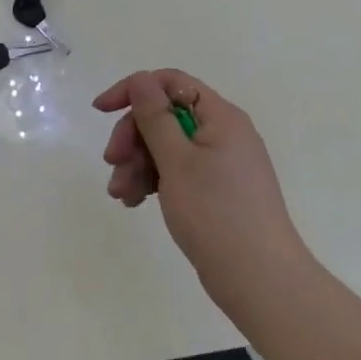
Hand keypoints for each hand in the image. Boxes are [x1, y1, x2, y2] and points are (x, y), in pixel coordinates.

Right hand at [94, 69, 309, 302]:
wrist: (259, 280)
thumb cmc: (216, 214)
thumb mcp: (177, 161)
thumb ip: (155, 117)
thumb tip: (141, 79)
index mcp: (221, 117)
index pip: (171, 83)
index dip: (133, 90)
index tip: (101, 111)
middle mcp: (223, 133)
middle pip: (165, 116)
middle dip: (133, 137)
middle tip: (112, 164)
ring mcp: (221, 163)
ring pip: (167, 147)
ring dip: (137, 164)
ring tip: (121, 195)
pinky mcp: (215, 190)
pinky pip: (177, 172)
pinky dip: (153, 181)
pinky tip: (135, 202)